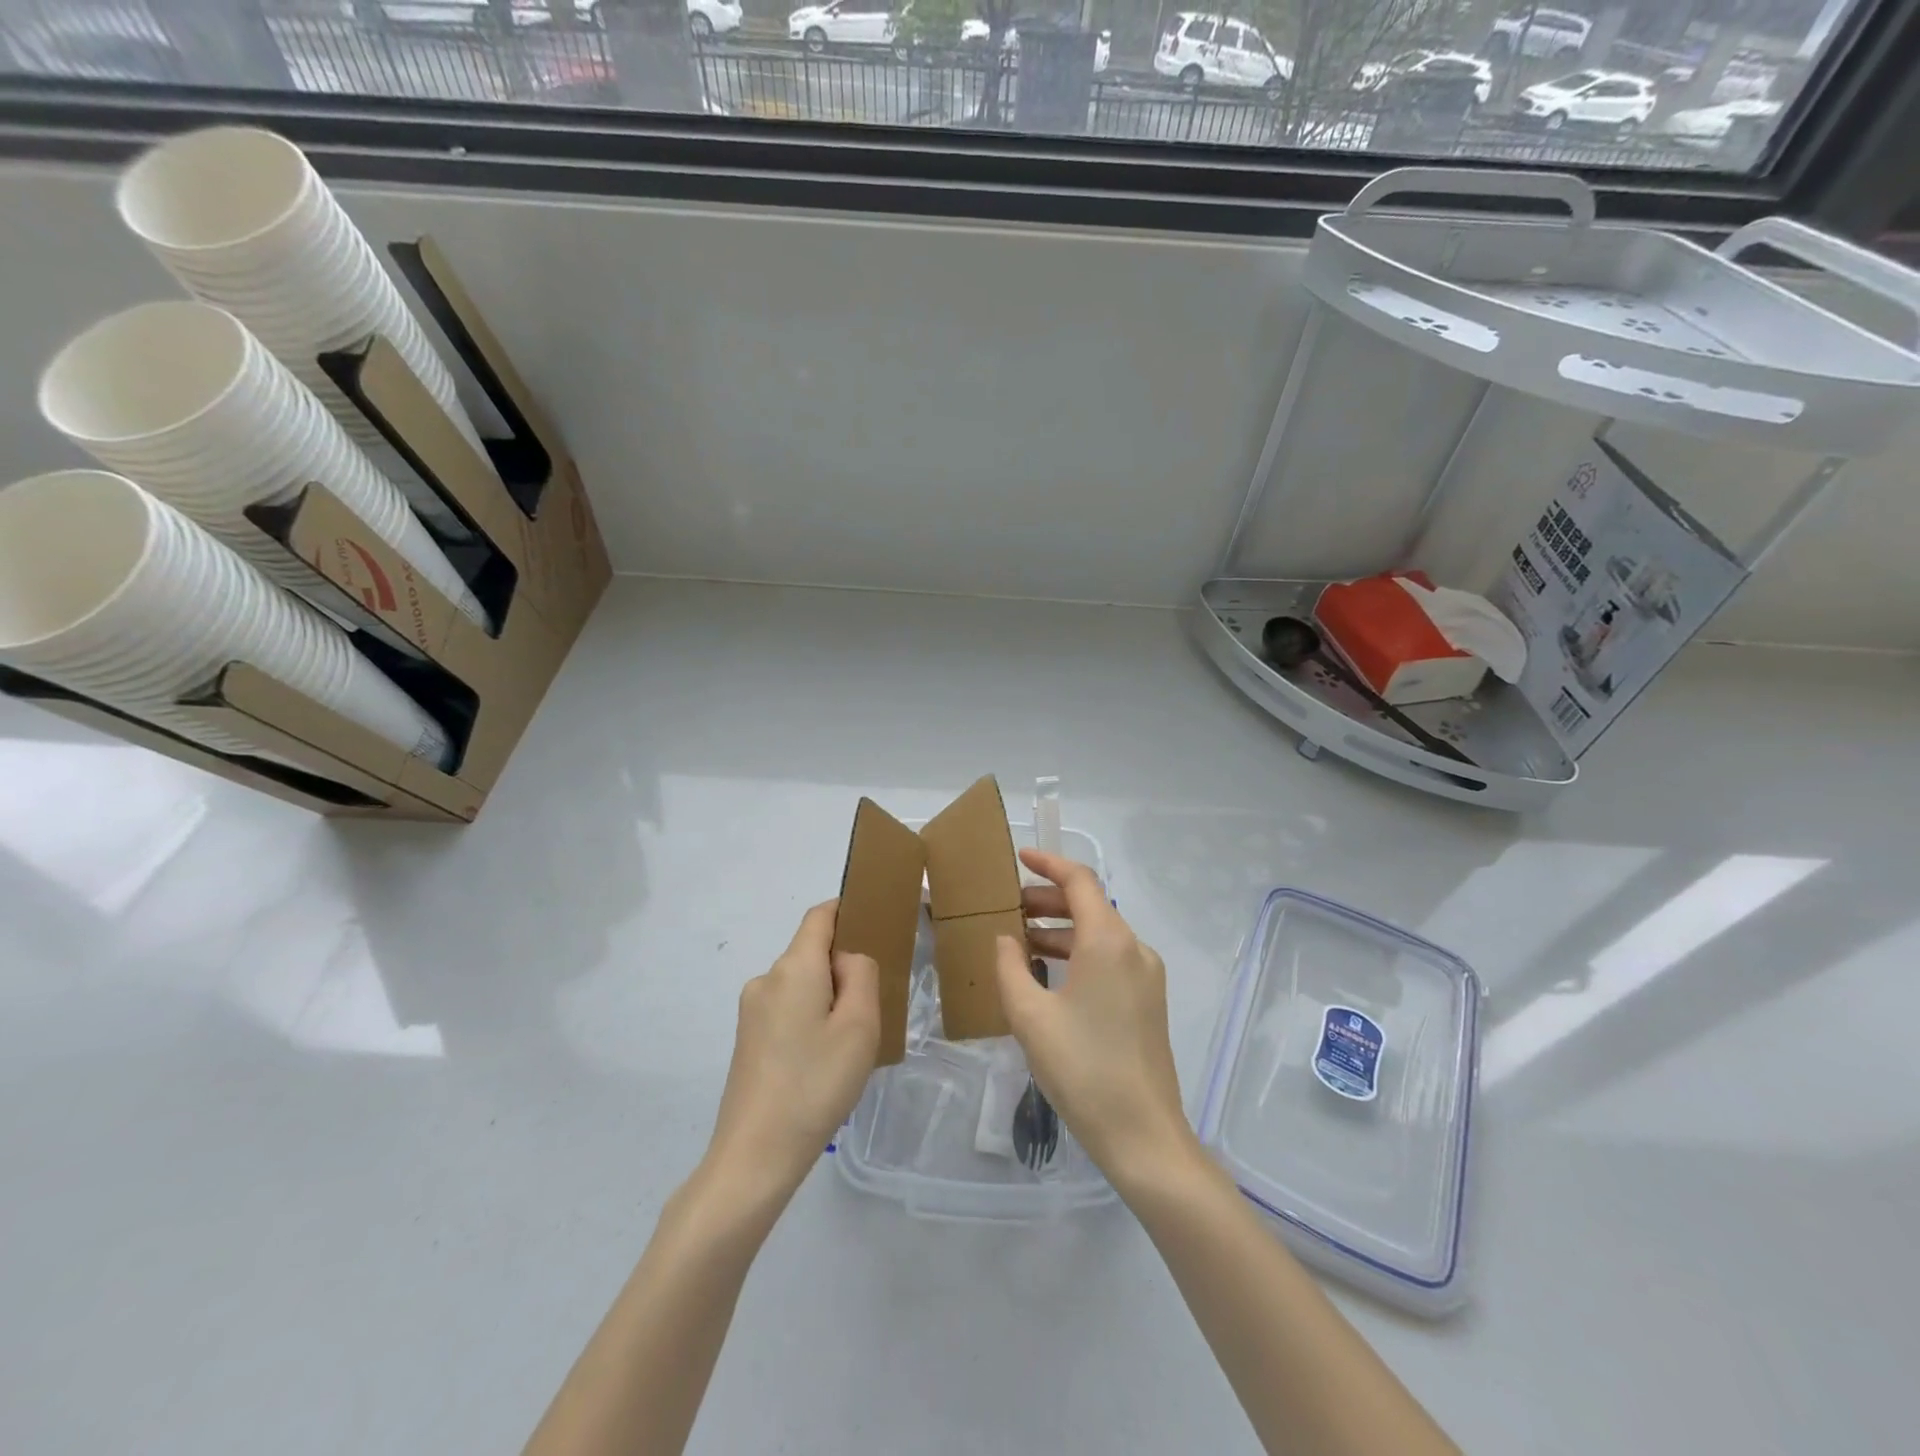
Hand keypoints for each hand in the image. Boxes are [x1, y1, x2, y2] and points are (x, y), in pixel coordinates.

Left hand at [704, 901, 880, 1201]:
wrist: (755, 1156)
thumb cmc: (815, 1084)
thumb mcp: (859, 1026)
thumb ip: (862, 974)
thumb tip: (847, 959)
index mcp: (793, 967)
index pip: (820, 915)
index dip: (849, 910)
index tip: (878, 923)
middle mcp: (766, 979)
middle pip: (812, 952)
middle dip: (843, 968)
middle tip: (872, 1010)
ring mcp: (751, 1010)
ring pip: (802, 985)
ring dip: (828, 999)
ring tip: (848, 1046)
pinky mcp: (747, 1039)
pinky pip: (788, 1010)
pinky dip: (810, 1020)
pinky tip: (822, 1063)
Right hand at [994, 850, 1197, 1193]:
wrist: (1142, 1134)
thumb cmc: (1081, 1068)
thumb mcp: (1030, 1016)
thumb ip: (1010, 967)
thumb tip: (1007, 940)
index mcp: (1108, 941)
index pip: (1079, 881)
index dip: (1048, 863)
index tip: (1019, 858)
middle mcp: (1134, 948)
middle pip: (1090, 905)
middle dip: (1048, 900)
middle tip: (1008, 908)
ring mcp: (1146, 975)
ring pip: (1099, 933)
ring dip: (1060, 929)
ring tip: (1020, 941)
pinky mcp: (1148, 1001)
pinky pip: (1109, 959)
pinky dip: (1077, 953)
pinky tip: (1048, 974)